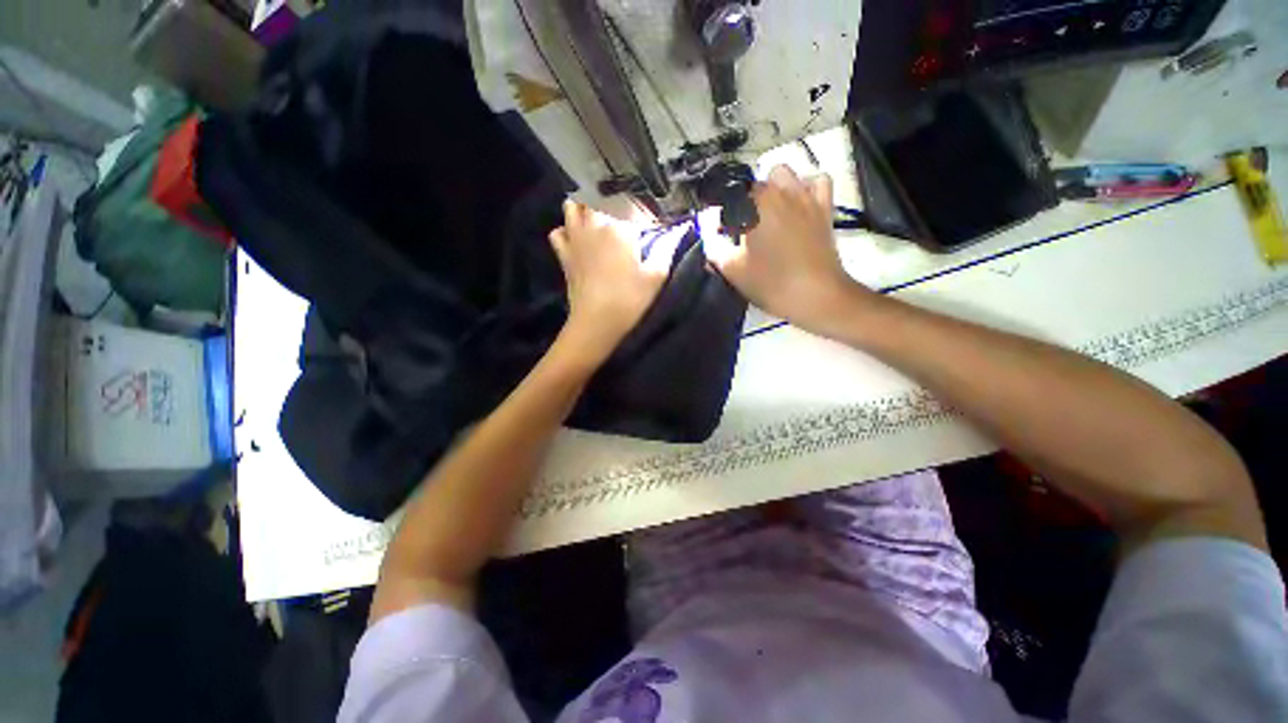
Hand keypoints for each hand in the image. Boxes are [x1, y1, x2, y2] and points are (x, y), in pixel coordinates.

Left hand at [549, 200, 682, 363]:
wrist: (596, 322)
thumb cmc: (630, 299)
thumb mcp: (656, 276)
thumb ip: (667, 248)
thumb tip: (679, 229)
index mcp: (620, 227)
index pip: (631, 205)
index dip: (642, 213)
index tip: (650, 225)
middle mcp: (595, 225)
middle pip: (598, 198)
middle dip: (612, 203)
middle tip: (625, 218)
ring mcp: (575, 238)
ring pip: (573, 207)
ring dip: (584, 208)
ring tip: (598, 219)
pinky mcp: (564, 254)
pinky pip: (558, 232)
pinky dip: (566, 231)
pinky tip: (577, 239)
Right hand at [705, 165, 875, 337]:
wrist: (816, 296)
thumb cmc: (770, 283)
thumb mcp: (732, 270)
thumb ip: (714, 248)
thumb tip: (709, 235)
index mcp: (754, 205)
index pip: (729, 196)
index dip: (721, 214)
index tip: (720, 232)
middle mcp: (779, 192)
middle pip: (753, 184)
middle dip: (743, 203)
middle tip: (742, 228)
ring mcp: (805, 196)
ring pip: (782, 173)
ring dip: (771, 187)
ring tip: (767, 212)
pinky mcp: (824, 206)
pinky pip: (817, 180)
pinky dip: (805, 186)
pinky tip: (797, 204)